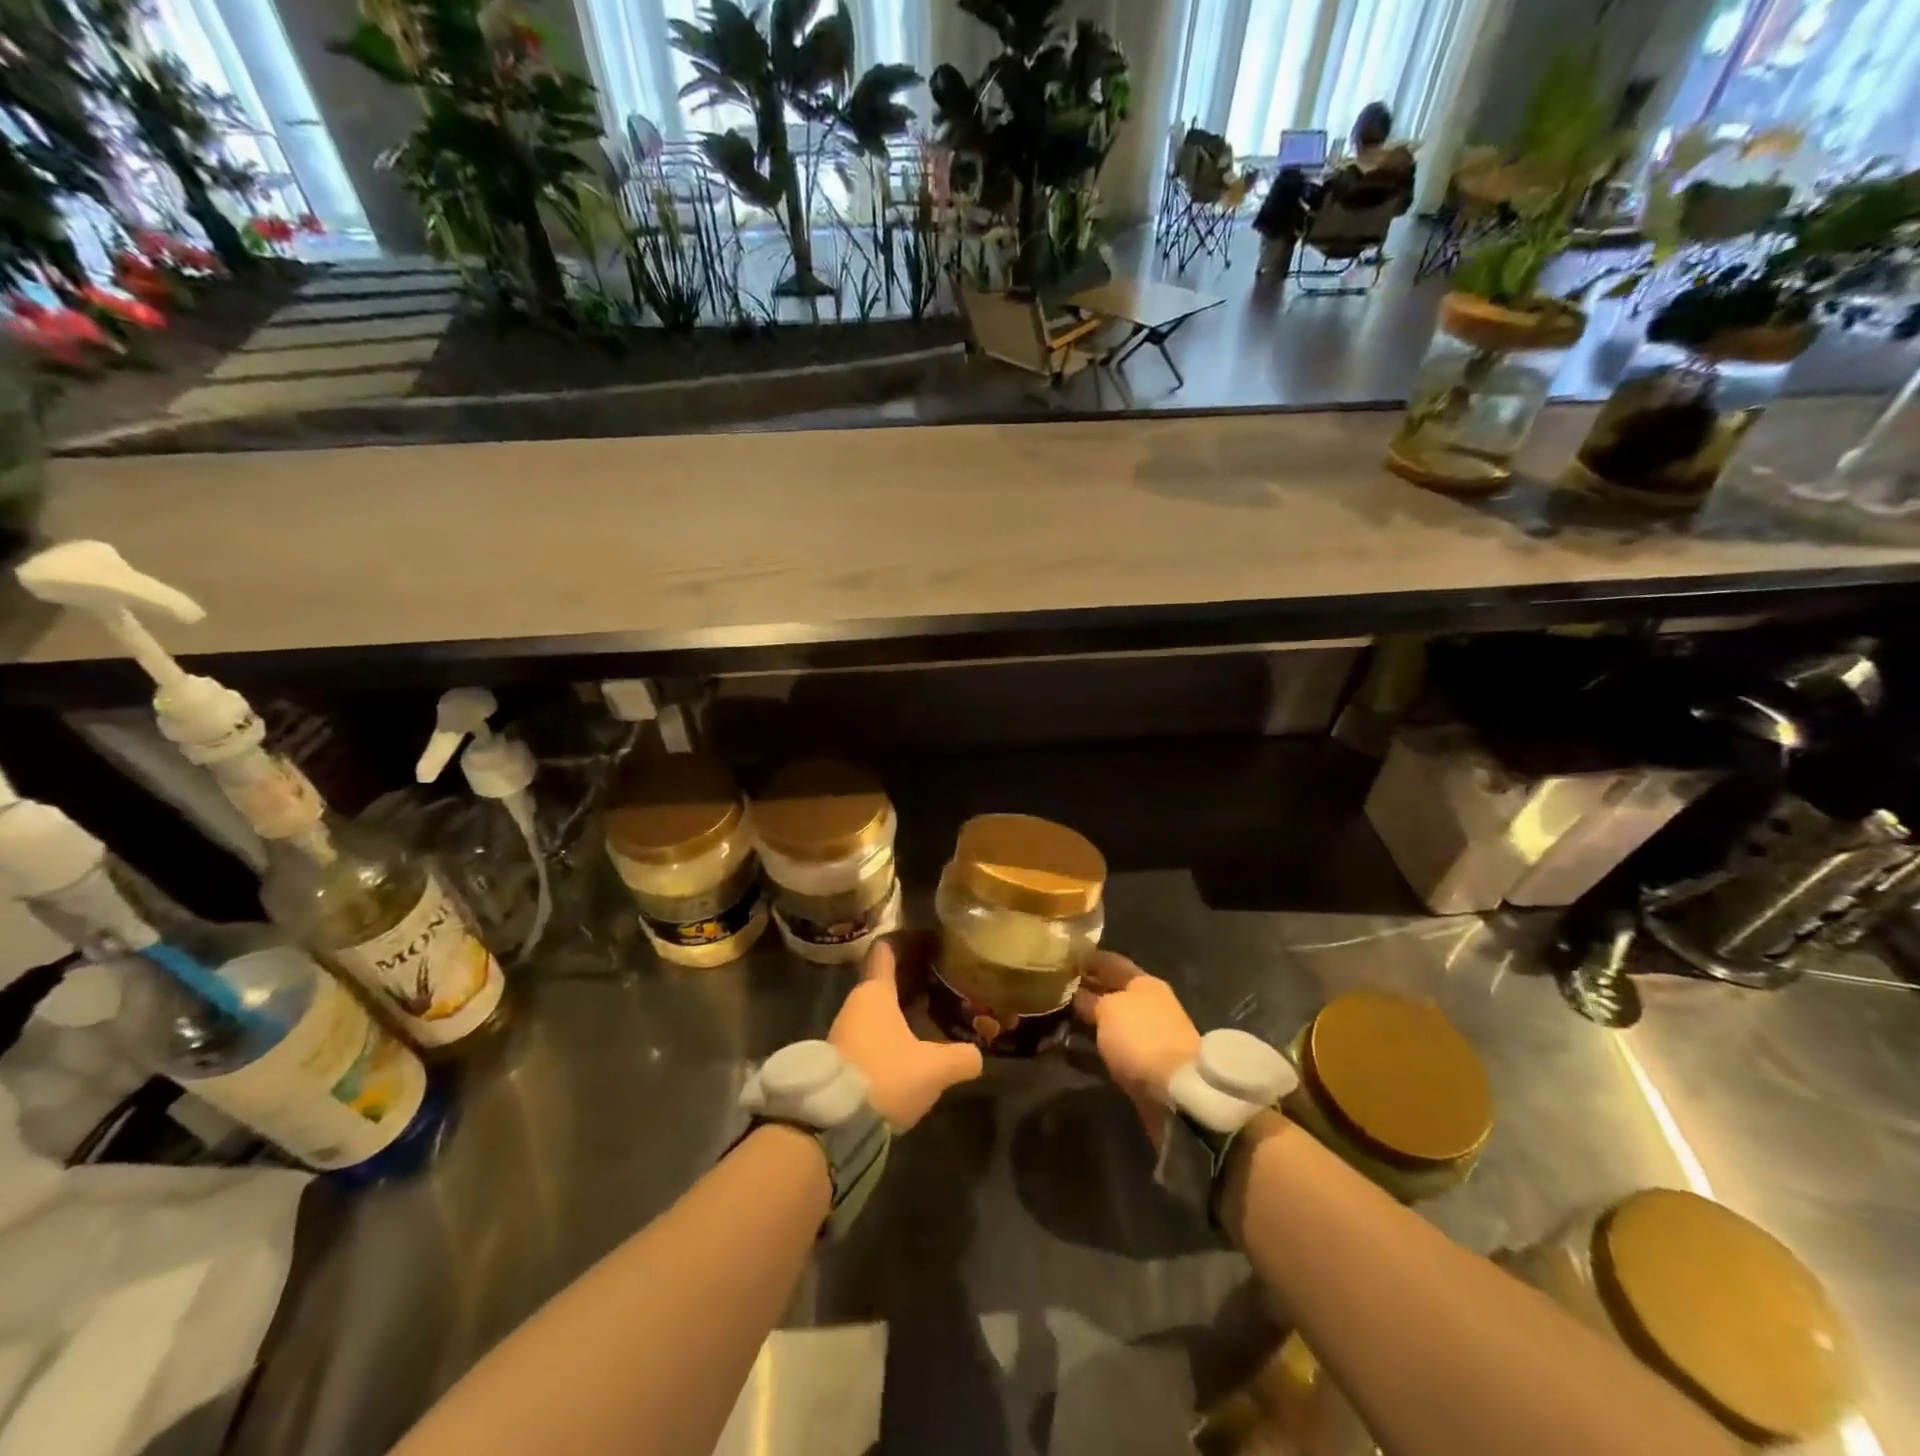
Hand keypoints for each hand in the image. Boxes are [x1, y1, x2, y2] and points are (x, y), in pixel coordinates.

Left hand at [831, 937, 983, 1129]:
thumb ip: (960, 1058)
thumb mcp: (933, 1069)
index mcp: (875, 993)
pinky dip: (892, 1031)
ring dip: (902, 1008)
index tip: (928, 939)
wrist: (831, 1123)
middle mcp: (856, 1005)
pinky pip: (872, 1032)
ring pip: (878, 1009)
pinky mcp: (842, 1059)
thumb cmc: (884, 1077)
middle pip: (883, 980)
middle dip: (911, 978)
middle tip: (941, 979)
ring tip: (932, 1012)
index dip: (906, 941)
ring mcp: (845, 1032)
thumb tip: (978, 1054)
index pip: (886, 951)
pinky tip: (913, 1045)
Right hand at [1073, 952, 1200, 1144]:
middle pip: (1110, 993)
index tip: (1060, 959)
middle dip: (1084, 992)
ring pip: (1109, 1022)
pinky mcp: (1144, 1065)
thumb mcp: (1108, 1010)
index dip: (1086, 959)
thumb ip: (1089, 1000)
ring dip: (1086, 1023)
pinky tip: (1070, 1051)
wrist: (1177, 1091)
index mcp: (1143, 982)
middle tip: (1050, 992)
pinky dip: (1093, 1049)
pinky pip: (1111, 1049)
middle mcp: (1148, 1005)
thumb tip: (1076, 995)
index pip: (1110, 962)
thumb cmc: (1140, 1036)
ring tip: (1055, 1022)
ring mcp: (1148, 1036)